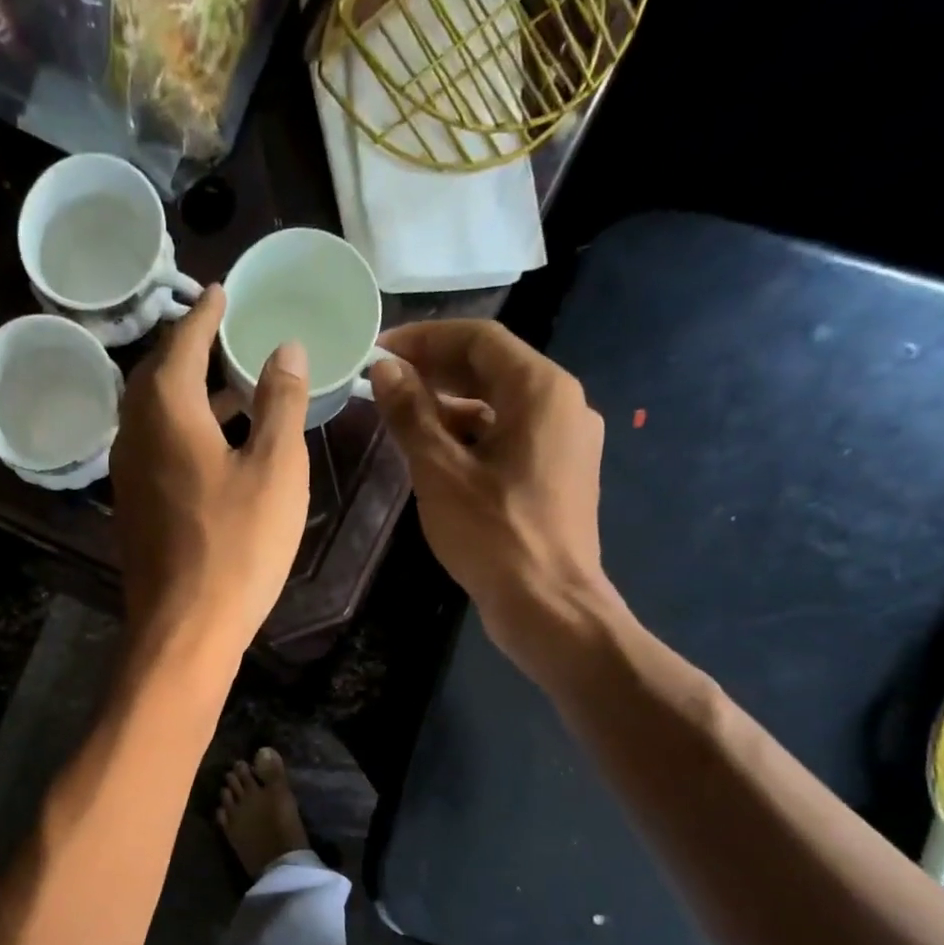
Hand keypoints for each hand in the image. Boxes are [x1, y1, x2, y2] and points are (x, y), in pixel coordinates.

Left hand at [112, 285, 310, 670]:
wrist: (183, 628)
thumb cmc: (236, 545)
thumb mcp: (274, 468)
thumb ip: (279, 401)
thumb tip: (284, 348)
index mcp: (166, 408)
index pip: (184, 339)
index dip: (206, 313)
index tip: (224, 291)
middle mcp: (134, 432)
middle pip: (159, 373)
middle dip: (192, 349)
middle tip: (227, 336)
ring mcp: (127, 473)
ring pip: (155, 413)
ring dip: (189, 393)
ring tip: (232, 387)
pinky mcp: (133, 507)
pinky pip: (155, 447)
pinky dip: (183, 429)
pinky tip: (214, 446)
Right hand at [369, 320, 612, 670]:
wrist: (548, 605)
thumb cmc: (493, 535)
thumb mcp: (440, 472)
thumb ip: (411, 415)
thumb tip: (384, 369)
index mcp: (540, 390)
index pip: (478, 339)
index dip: (424, 338)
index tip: (378, 352)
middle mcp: (562, 404)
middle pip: (492, 368)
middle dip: (435, 371)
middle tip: (383, 383)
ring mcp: (565, 441)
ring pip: (500, 405)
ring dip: (450, 406)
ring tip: (401, 420)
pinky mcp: (558, 473)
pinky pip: (509, 437)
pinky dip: (471, 437)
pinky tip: (435, 456)